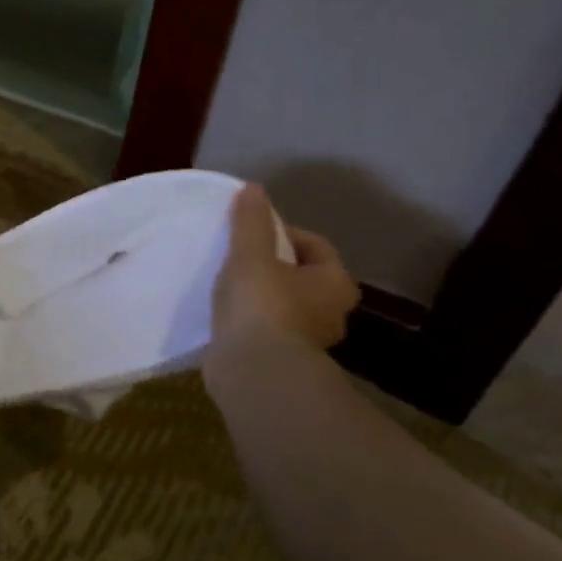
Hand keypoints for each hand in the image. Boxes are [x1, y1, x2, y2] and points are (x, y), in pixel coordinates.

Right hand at [212, 184, 360, 353]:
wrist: (254, 371)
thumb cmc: (261, 306)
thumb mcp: (250, 255)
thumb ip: (251, 223)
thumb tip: (254, 189)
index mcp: (335, 284)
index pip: (315, 246)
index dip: (283, 233)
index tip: (251, 234)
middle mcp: (332, 313)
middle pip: (302, 278)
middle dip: (274, 267)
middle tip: (240, 259)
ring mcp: (308, 342)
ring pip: (286, 307)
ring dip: (262, 297)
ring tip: (228, 288)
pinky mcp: (283, 362)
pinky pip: (267, 331)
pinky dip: (251, 323)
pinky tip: (226, 318)